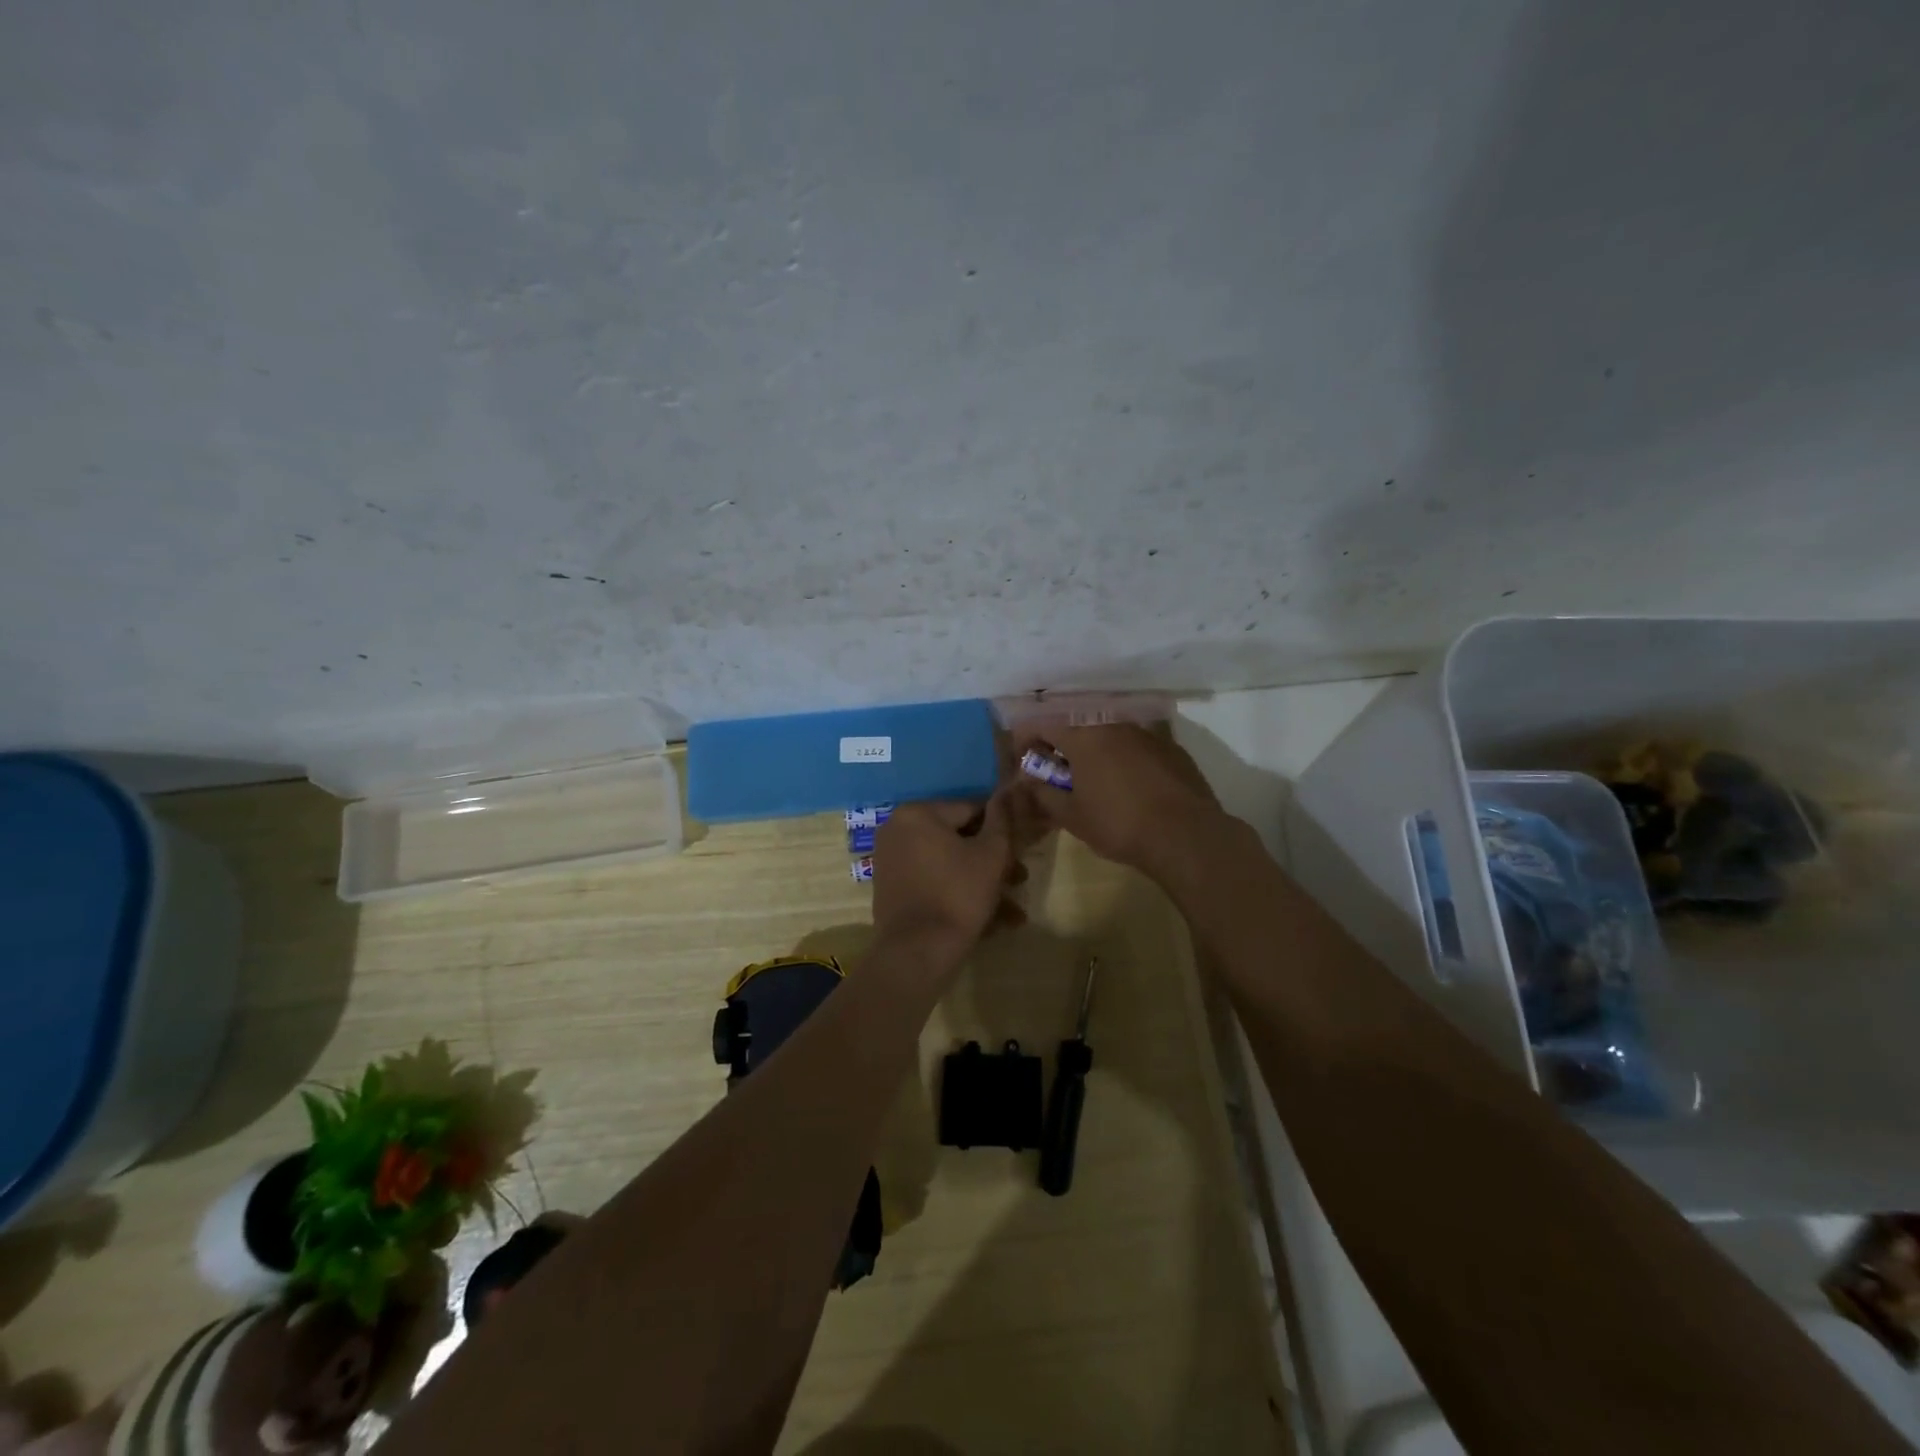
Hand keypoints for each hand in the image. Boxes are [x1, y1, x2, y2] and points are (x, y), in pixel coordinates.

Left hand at [870, 794, 1023, 958]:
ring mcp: (891, 861)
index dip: (1001, 829)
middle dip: (993, 862)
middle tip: (1019, 881)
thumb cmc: (958, 894)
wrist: (916, 952)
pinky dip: (958, 896)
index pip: (971, 810)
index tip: (1021, 849)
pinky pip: (933, 883)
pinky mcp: (892, 890)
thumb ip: (1001, 819)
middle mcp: (898, 830)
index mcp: (918, 813)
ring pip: (948, 865)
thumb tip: (1006, 792)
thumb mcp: (992, 854)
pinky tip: (990, 922)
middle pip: (958, 839)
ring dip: (981, 884)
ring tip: (1012, 912)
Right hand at [1012, 725, 1224, 881]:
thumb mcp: (1071, 816)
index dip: (1025, 739)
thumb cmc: (1118, 824)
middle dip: (1059, 744)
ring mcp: (1145, 732)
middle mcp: (1113, 723)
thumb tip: (1029, 781)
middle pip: (1075, 724)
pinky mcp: (1170, 747)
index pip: (1041, 722)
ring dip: (1092, 749)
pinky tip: (1127, 784)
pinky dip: (1121, 756)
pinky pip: (1134, 744)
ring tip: (1091, 778)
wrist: (1185, 835)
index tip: (1024, 762)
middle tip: (1055, 772)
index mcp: (1083, 734)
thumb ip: (1043, 793)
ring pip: (1107, 732)